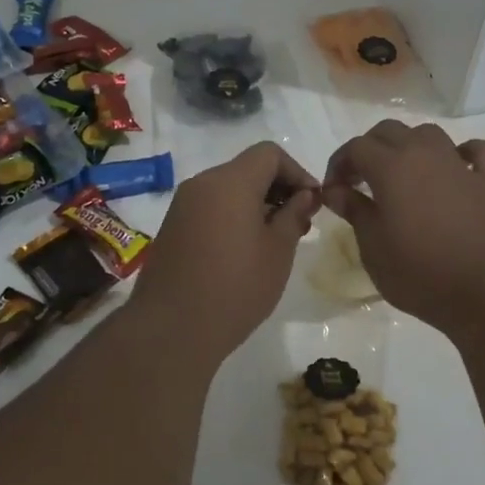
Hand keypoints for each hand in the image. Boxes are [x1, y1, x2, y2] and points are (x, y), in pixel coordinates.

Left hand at [130, 142, 320, 363]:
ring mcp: (183, 206)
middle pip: (248, 168)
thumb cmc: (235, 288)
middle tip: (299, 223)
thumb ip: (294, 215)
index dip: (298, 172)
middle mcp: (202, 184)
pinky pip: (211, 208)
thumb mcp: (278, 251)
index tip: (313, 203)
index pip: (270, 154)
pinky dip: (233, 216)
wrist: (171, 330)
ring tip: (275, 240)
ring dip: (256, 204)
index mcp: (230, 182)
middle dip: (278, 188)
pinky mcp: (173, 228)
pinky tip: (245, 250)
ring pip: (228, 188)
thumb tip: (304, 196)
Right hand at [322, 121, 484, 332]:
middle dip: (369, 149)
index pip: (356, 147)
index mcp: (391, 167)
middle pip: (390, 131)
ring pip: (430, 134)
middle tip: (360, 181)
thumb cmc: (420, 273)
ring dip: (410, 146)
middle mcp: (425, 154)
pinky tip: (456, 168)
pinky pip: (479, 152)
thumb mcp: (373, 248)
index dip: (339, 163)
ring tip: (402, 174)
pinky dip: (465, 153)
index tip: (333, 190)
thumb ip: (354, 211)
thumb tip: (335, 190)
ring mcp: (460, 166)